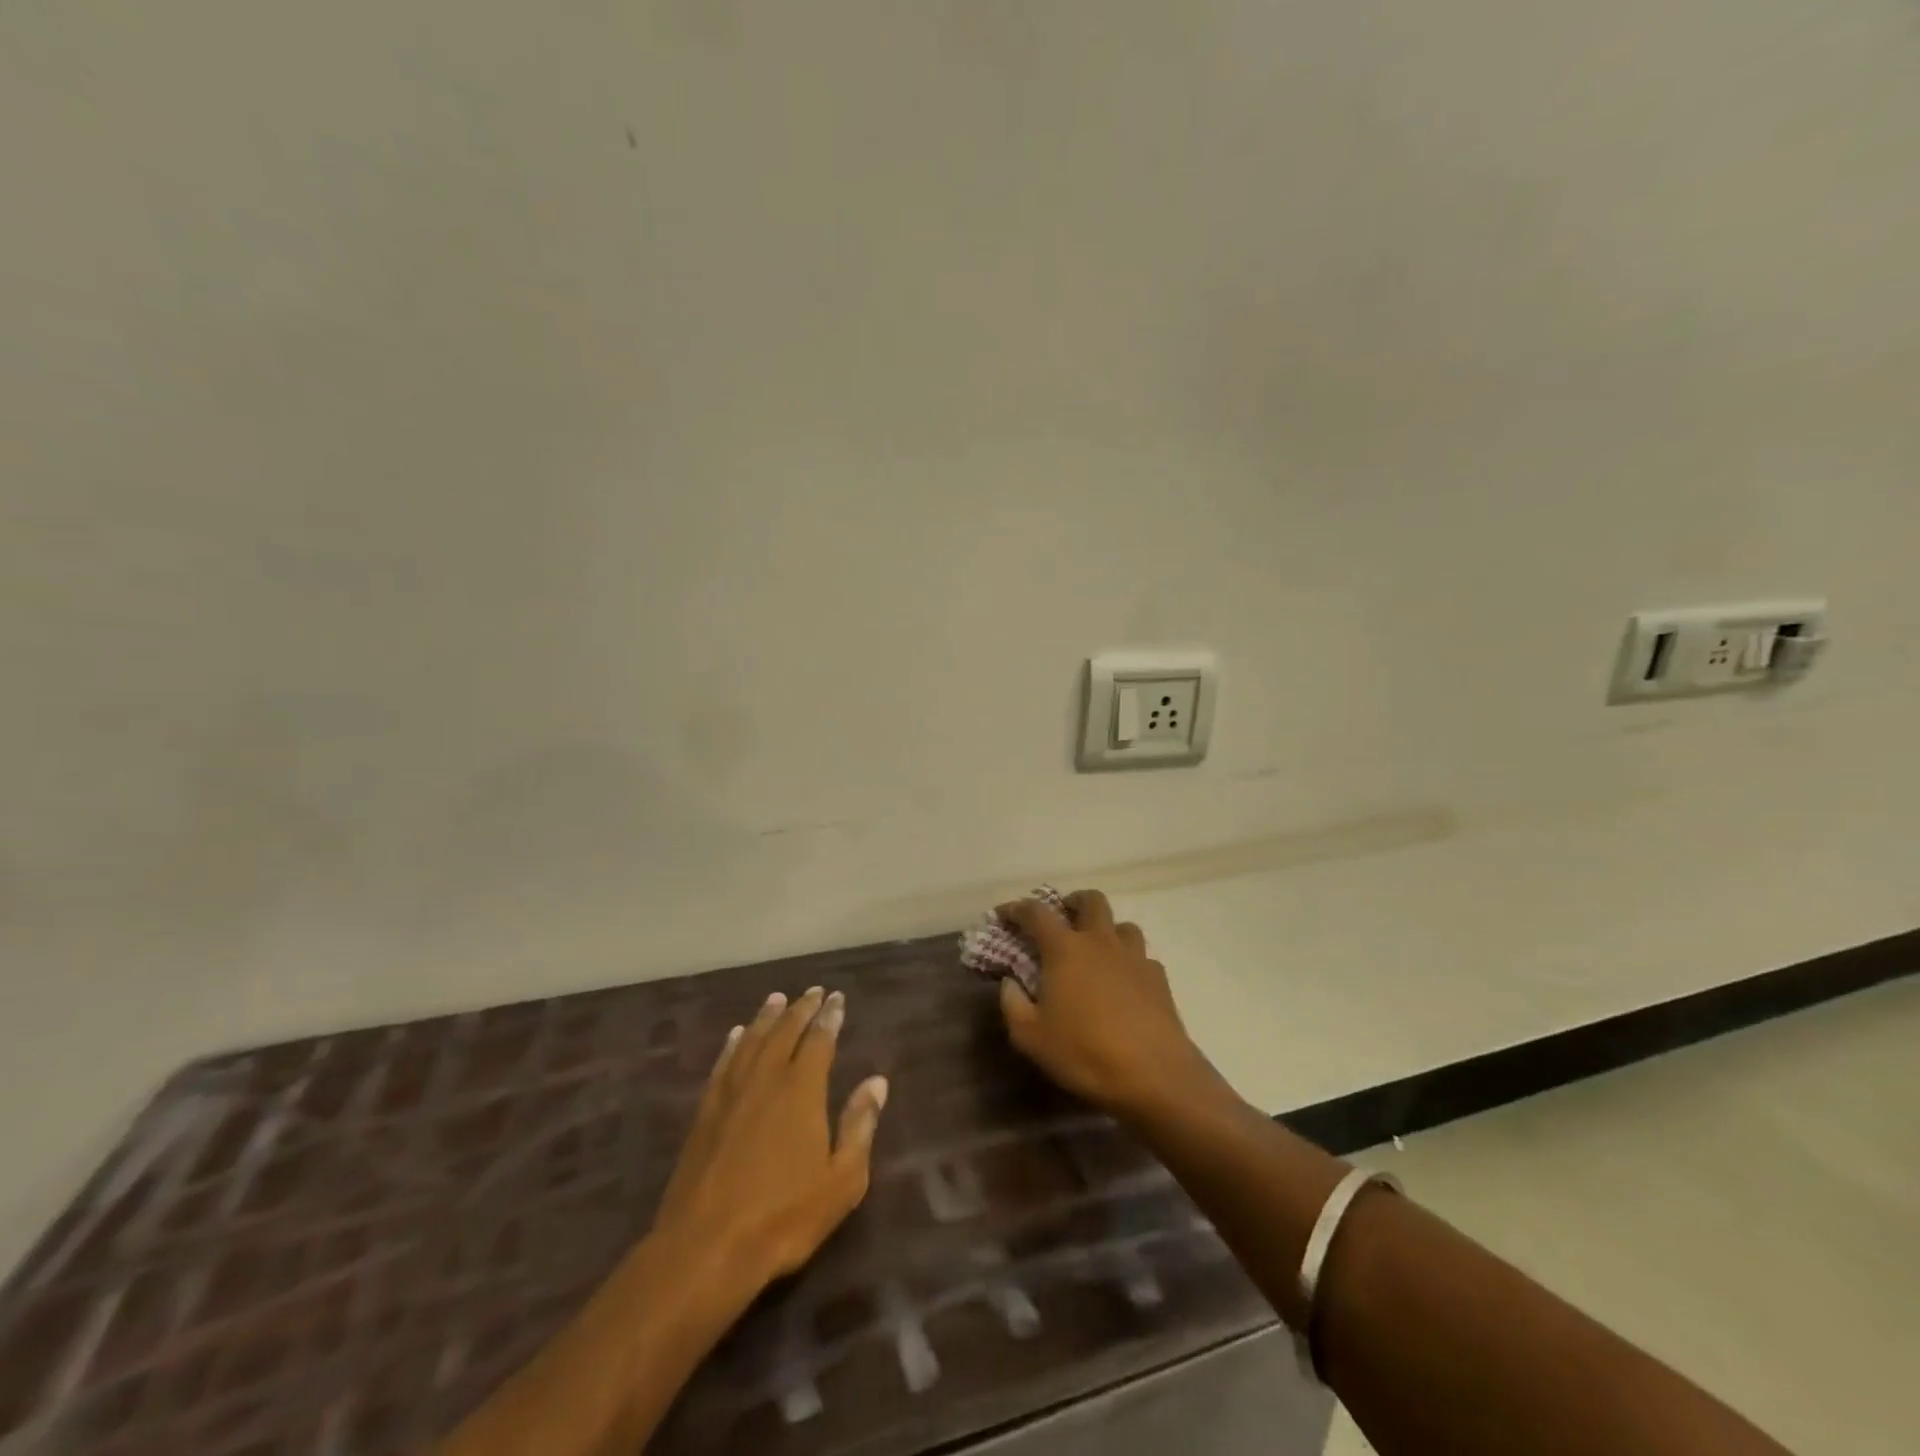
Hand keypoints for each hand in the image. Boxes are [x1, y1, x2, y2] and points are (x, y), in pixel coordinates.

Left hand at [651, 987, 888, 1302]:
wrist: (705, 1247)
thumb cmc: (783, 1217)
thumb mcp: (841, 1181)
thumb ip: (860, 1126)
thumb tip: (876, 1082)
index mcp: (802, 1090)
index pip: (820, 1040)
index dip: (830, 1016)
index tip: (837, 998)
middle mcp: (767, 1078)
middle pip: (785, 1031)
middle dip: (801, 1008)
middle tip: (813, 991)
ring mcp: (731, 1093)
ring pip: (752, 1040)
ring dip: (767, 1017)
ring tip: (777, 998)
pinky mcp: (705, 1112)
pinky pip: (723, 1063)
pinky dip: (733, 1044)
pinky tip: (737, 1035)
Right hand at [996, 890, 1215, 1120]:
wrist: (1154, 1075)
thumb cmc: (1084, 1052)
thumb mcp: (1030, 1037)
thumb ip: (1012, 1004)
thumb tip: (1010, 982)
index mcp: (1065, 949)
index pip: (1036, 913)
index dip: (1016, 908)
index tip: (1005, 914)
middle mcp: (1100, 941)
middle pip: (1091, 900)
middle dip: (1073, 902)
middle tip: (1063, 917)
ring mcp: (1134, 957)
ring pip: (1122, 925)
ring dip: (1107, 929)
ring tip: (1097, 950)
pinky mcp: (1159, 978)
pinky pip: (1142, 956)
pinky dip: (1129, 961)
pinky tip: (1125, 983)